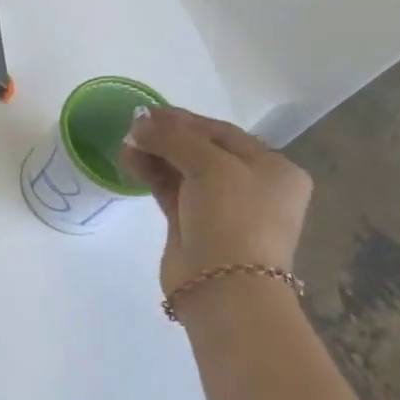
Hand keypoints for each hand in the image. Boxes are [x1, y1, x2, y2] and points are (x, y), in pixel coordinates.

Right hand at [120, 106, 312, 300]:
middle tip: (134, 127)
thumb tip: (139, 123)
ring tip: (125, 143)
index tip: (150, 112)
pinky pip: (171, 192)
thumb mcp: (211, 166)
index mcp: (274, 169)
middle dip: (168, 138)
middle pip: (203, 152)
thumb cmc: (234, 218)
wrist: (224, 287)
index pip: (224, 134)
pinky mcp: (192, 227)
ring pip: (183, 172)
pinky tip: (129, 161)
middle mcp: (251, 187)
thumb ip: (175, 138)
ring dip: (155, 155)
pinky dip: (152, 175)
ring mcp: (221, 209)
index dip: (187, 120)